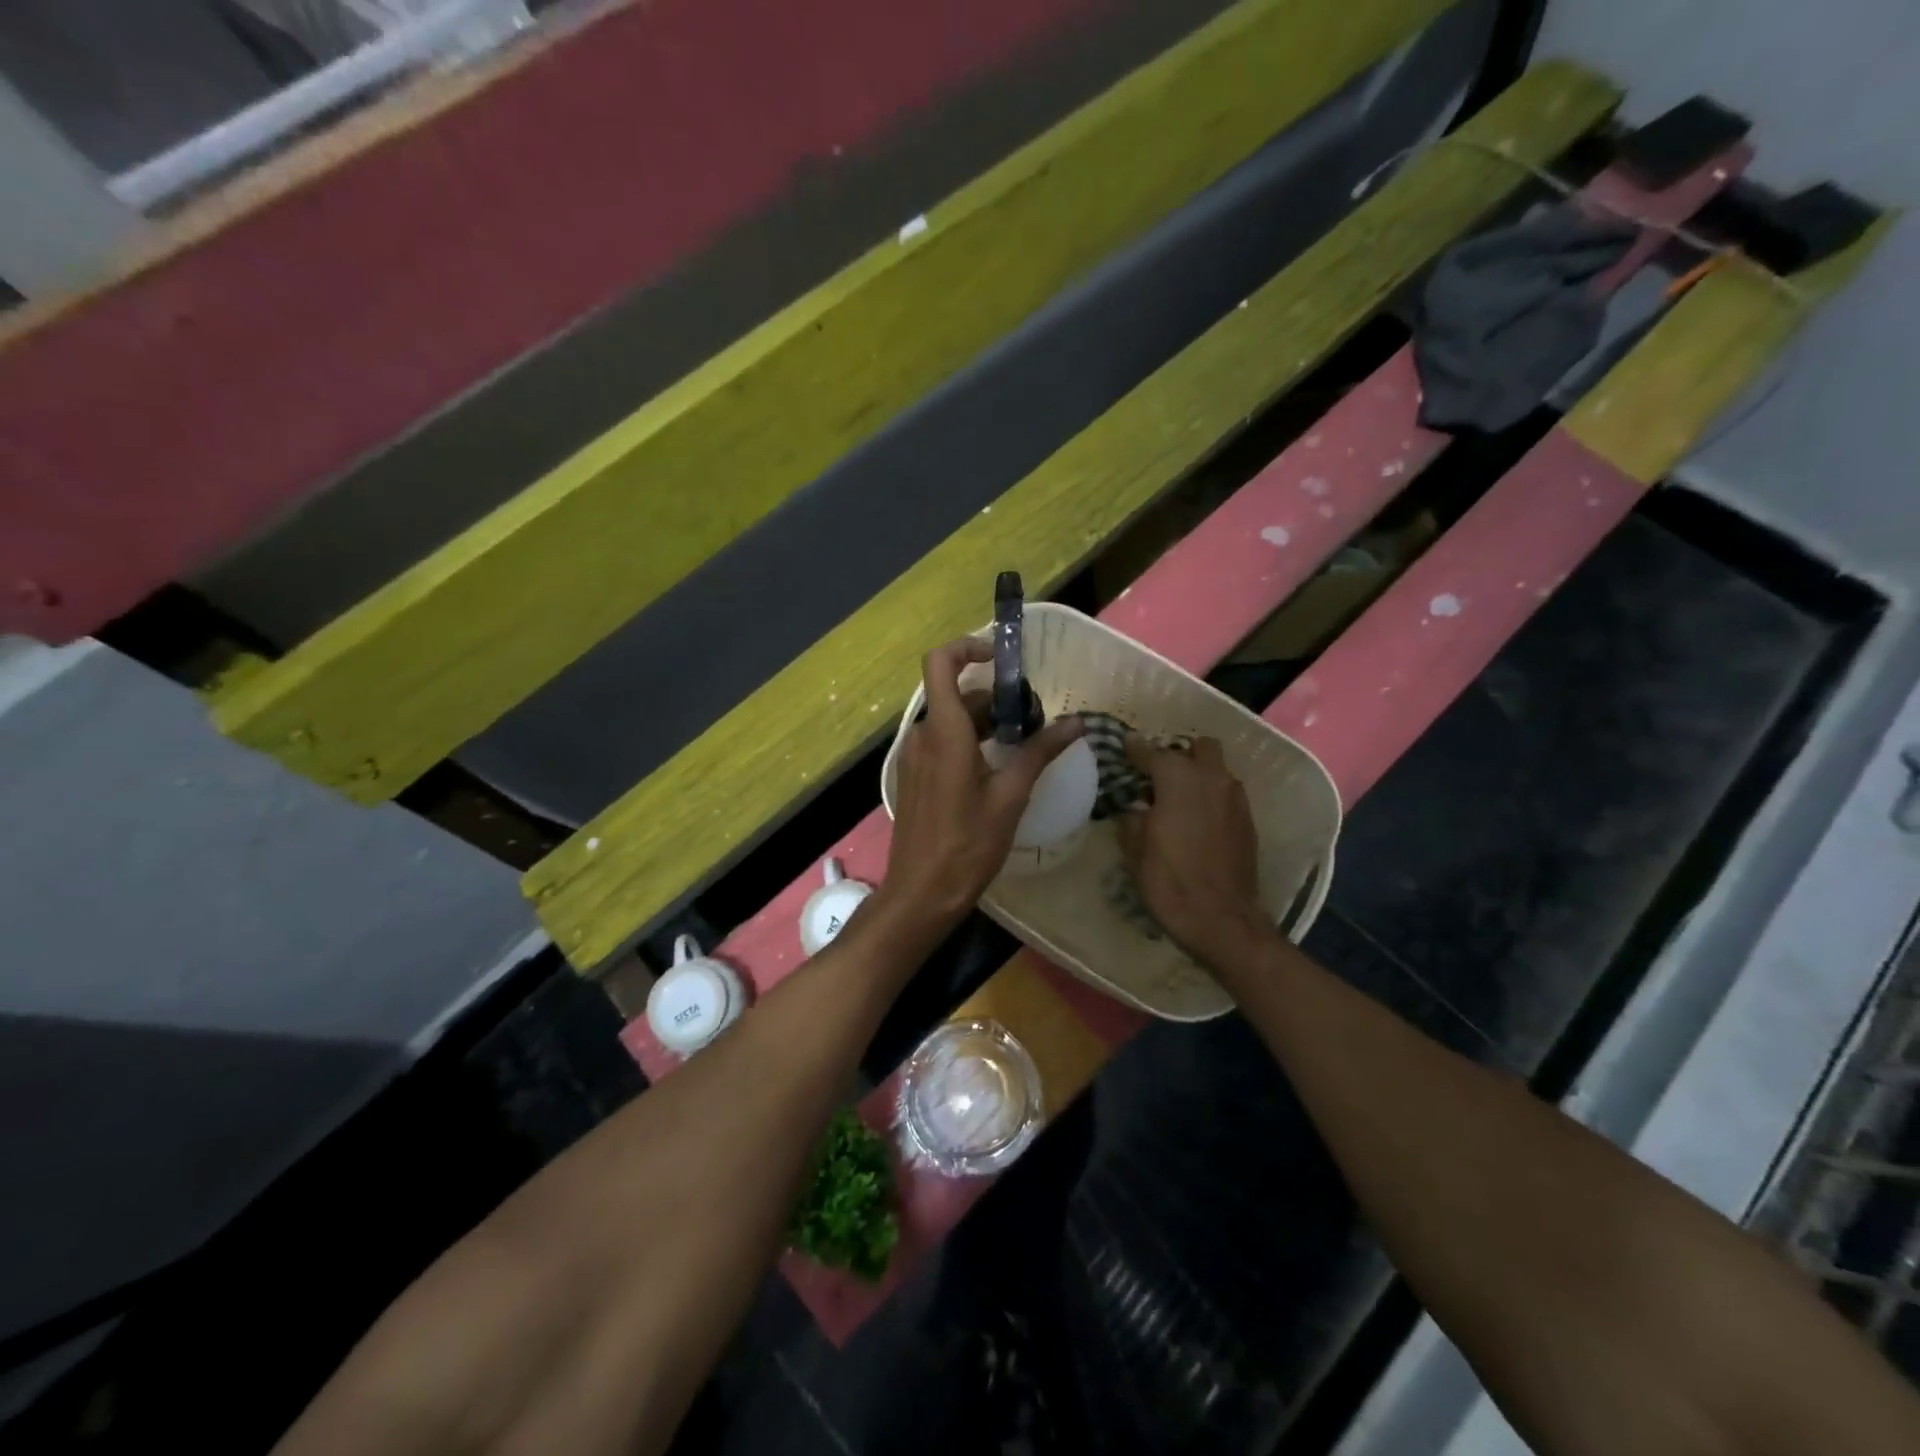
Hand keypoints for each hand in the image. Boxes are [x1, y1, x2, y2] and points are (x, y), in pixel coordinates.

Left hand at [879, 638, 1082, 927]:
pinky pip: (942, 743)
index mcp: (945, 732)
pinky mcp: (914, 776)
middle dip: (995, 698)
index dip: (967, 648)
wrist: (921, 892)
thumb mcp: (1011, 797)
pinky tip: (997, 769)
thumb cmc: (967, 845)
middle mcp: (923, 735)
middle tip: (1032, 720)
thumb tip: (1076, 724)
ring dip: (985, 723)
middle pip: (956, 694)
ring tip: (1022, 746)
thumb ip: (1039, 753)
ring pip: (951, 720)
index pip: (940, 663)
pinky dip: (969, 742)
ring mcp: (915, 757)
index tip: (1001, 659)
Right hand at [1116, 736, 1270, 967]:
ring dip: (1198, 775)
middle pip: (1199, 747)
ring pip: (1217, 770)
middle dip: (1179, 755)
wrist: (1221, 919)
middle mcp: (1212, 779)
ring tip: (1177, 799)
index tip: (1124, 747)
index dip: (1135, 749)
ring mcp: (1236, 799)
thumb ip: (1132, 816)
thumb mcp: (1135, 848)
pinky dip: (1210, 797)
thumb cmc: (1169, 880)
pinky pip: (1226, 794)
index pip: (1152, 752)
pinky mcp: (1248, 821)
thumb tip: (1134, 806)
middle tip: (1159, 777)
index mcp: (1179, 779)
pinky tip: (1195, 820)